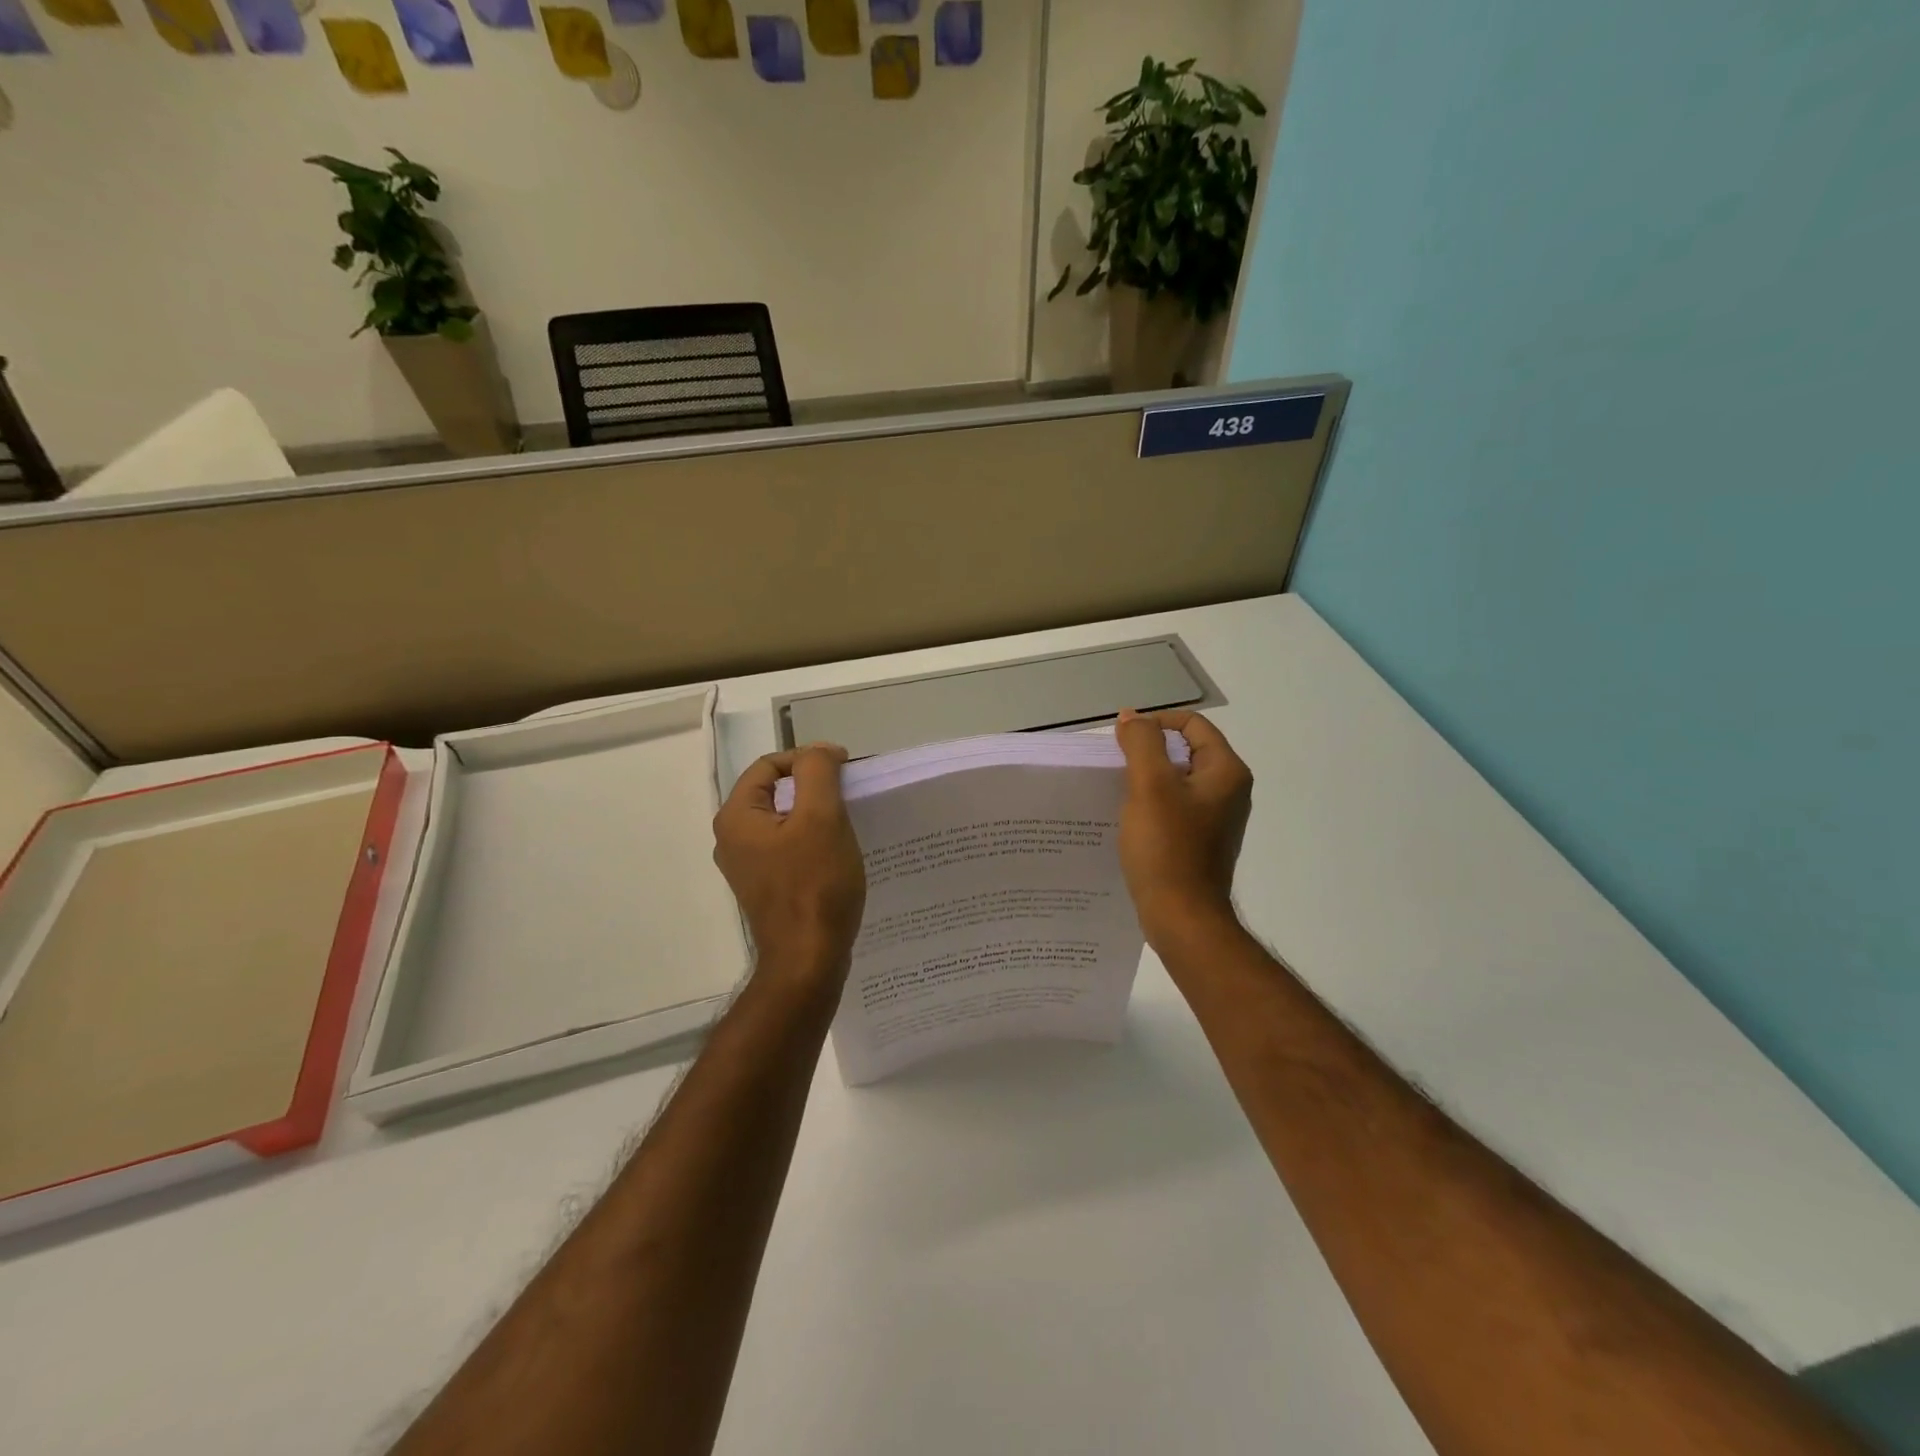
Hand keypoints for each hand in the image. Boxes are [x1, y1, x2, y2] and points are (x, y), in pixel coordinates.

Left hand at [713, 744, 867, 984]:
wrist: (808, 960)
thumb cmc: (815, 885)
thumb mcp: (821, 817)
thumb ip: (817, 772)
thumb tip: (819, 751)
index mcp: (737, 817)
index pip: (770, 765)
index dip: (809, 758)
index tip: (846, 769)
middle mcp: (732, 839)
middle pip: (775, 791)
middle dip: (813, 786)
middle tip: (849, 796)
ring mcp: (747, 866)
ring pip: (784, 820)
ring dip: (815, 814)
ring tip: (847, 823)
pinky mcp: (765, 887)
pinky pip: (787, 848)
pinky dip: (811, 841)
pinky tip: (836, 853)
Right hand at [1114, 708, 1252, 947]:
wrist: (1182, 917)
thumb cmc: (1167, 848)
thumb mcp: (1149, 786)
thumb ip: (1142, 743)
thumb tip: (1132, 718)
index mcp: (1226, 771)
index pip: (1192, 725)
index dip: (1155, 723)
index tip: (1121, 739)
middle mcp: (1229, 790)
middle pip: (1185, 751)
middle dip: (1148, 752)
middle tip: (1115, 765)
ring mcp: (1216, 818)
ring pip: (1177, 781)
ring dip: (1147, 779)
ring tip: (1116, 791)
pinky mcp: (1201, 841)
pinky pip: (1175, 808)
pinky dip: (1152, 805)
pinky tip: (1128, 819)